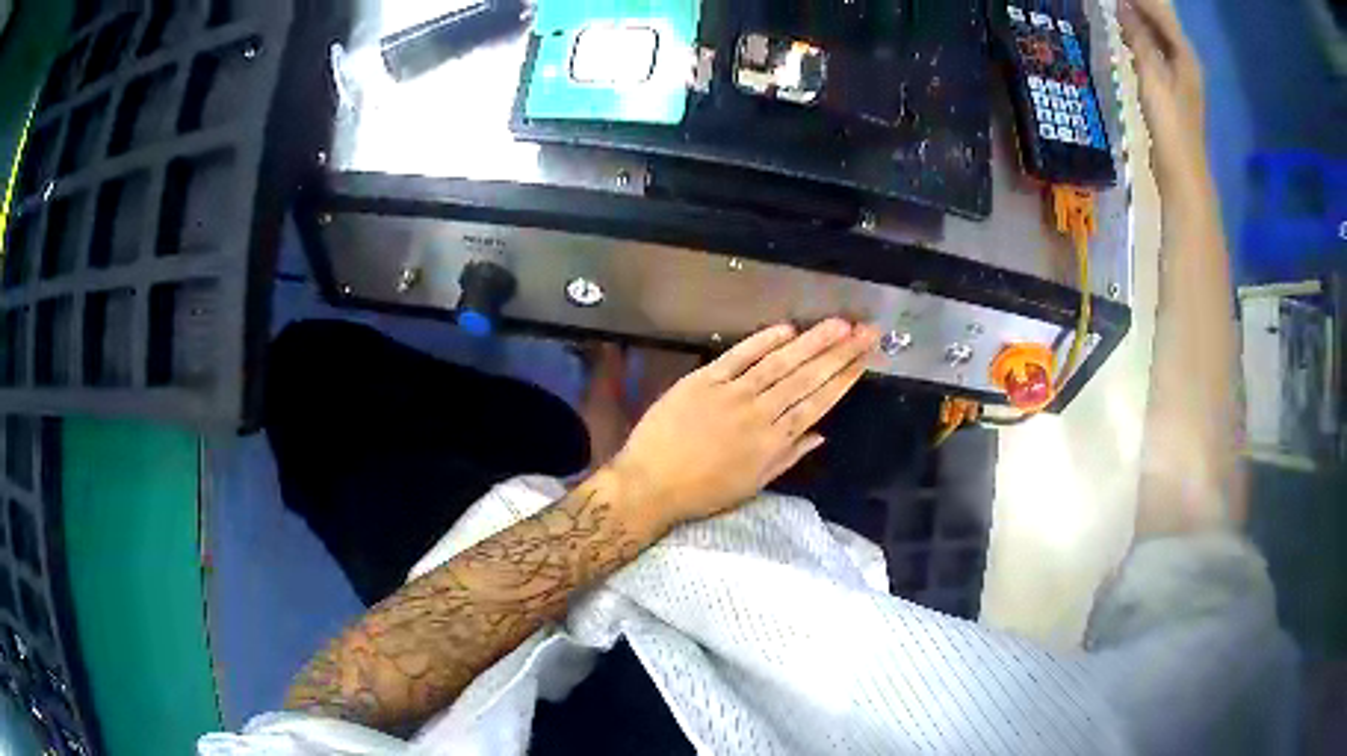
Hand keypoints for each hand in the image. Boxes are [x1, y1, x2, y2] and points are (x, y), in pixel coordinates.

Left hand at [607, 319, 878, 535]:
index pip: (818, 403)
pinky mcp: (703, 380)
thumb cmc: (704, 491)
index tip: (866, 357)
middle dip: (840, 353)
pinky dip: (762, 341)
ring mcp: (731, 394)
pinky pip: (738, 357)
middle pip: (806, 378)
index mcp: (773, 442)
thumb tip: (822, 434)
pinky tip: (786, 328)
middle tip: (867, 331)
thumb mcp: (754, 484)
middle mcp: (759, 414)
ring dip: (811, 342)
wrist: (651, 484)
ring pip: (779, 364)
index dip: (845, 378)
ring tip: (838, 324)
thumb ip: (789, 456)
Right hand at [1117, 0, 1212, 206]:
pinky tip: (1128, 37)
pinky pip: (1155, 52)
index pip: (1161, 14)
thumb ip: (1140, 40)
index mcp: (1186, 56)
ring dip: (1140, 21)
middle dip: (1142, 7)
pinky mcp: (1172, 90)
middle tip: (1119, 0)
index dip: (1141, 0)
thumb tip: (1122, 6)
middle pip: (1163, 24)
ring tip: (1119, 9)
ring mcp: (1180, 77)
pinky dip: (1141, 40)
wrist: (1182, 174)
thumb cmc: (1171, 125)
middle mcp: (1186, 62)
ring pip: (1159, 37)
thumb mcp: (1153, 78)